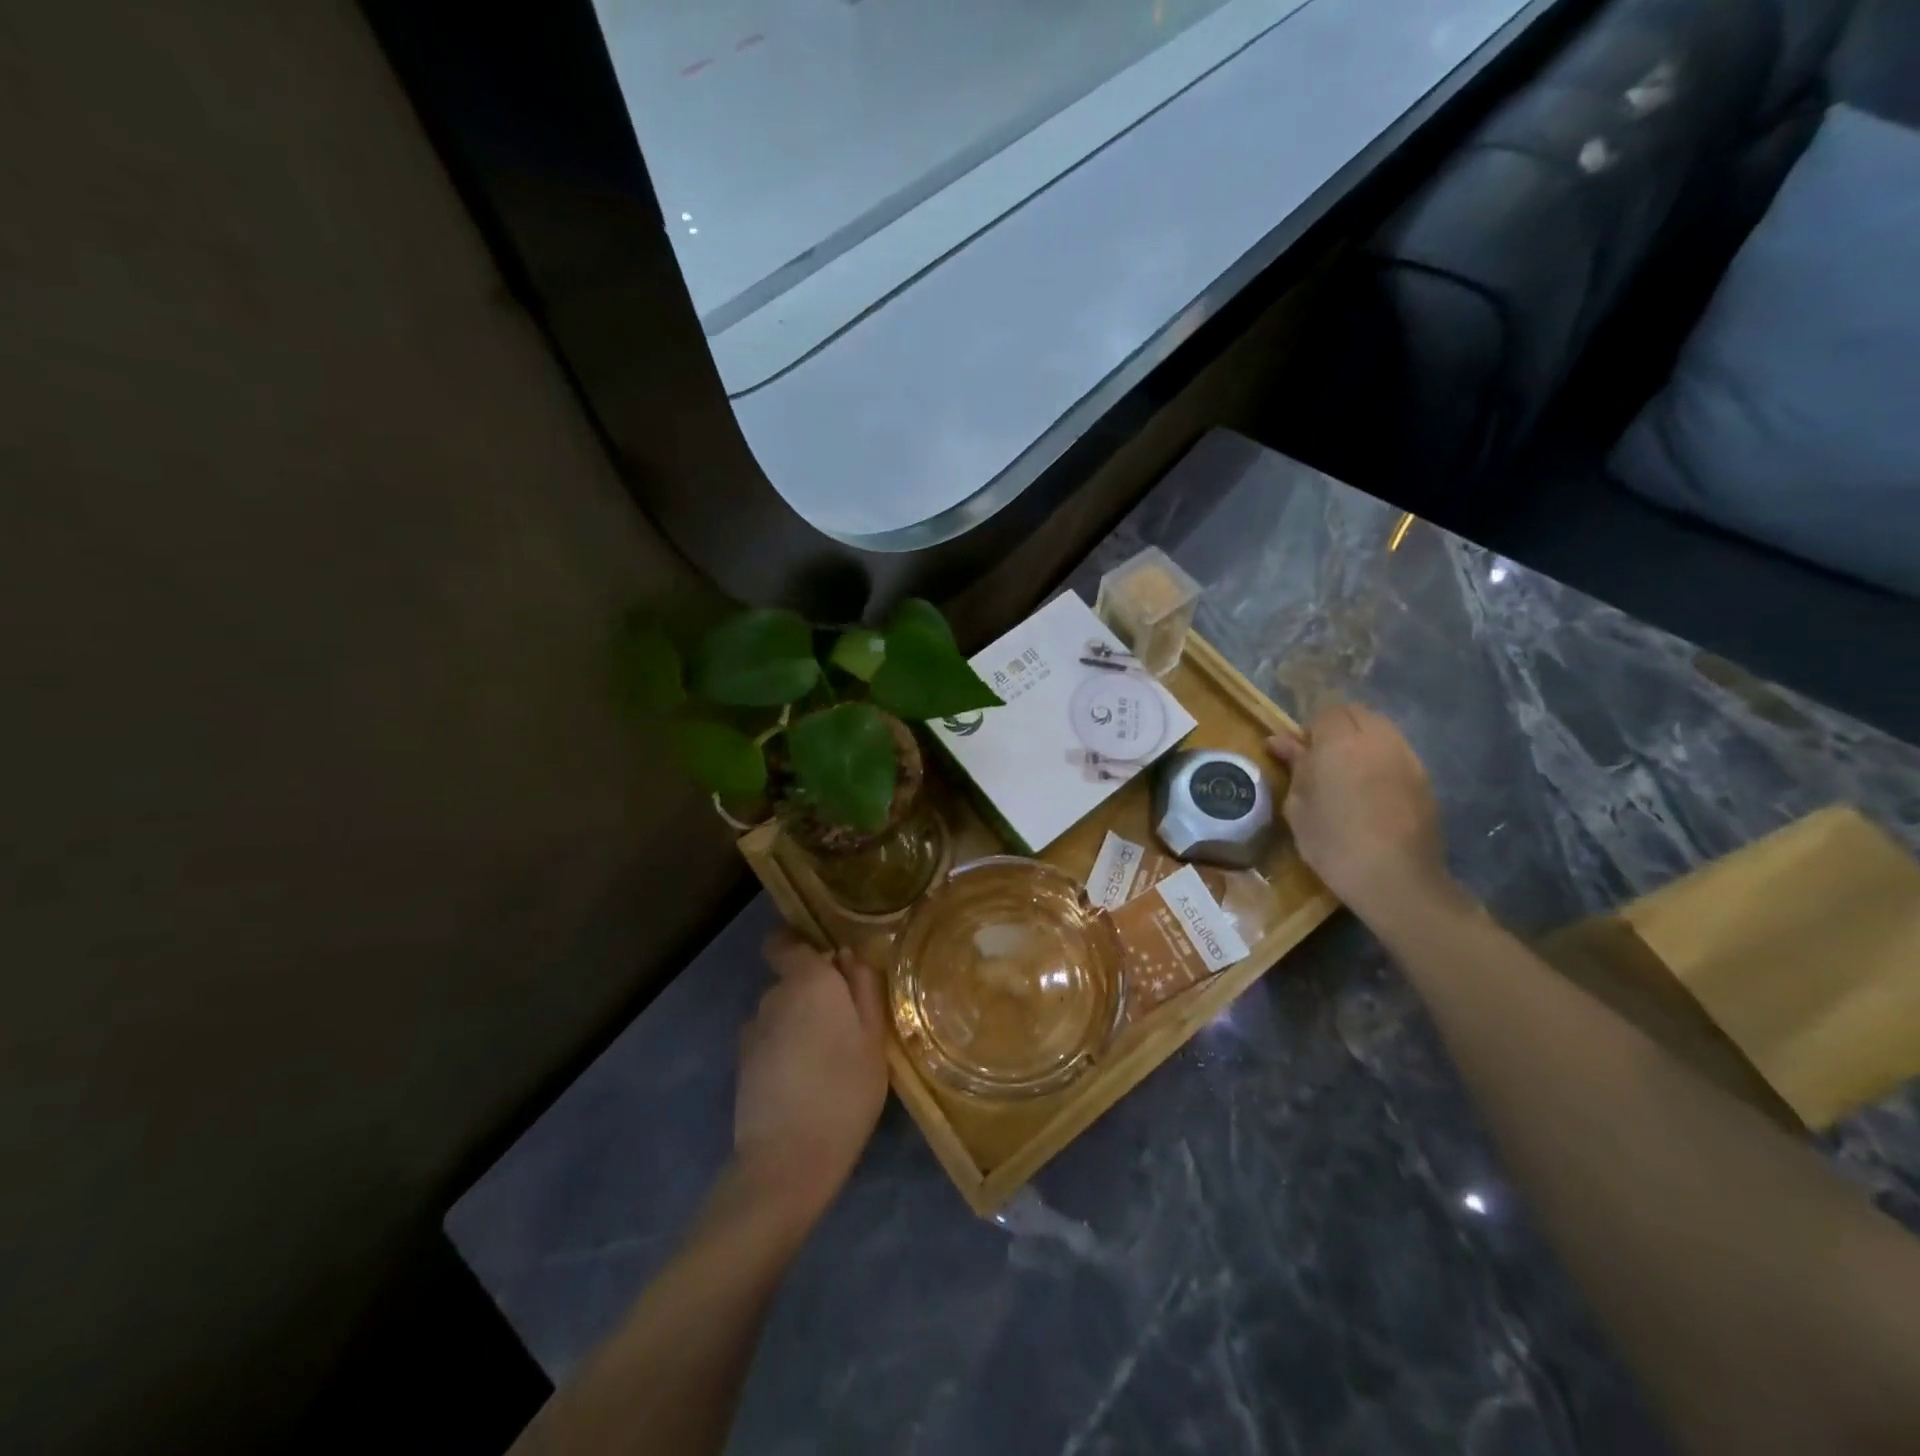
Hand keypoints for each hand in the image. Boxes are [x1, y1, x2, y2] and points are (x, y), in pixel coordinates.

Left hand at [733, 930, 888, 1225]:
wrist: (788, 1160)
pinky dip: (783, 1050)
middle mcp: (773, 996)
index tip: (828, 966)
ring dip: (798, 1023)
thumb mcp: (874, 1037)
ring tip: (825, 1058)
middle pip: (790, 980)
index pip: (785, 942)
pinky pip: (768, 1041)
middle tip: (845, 1025)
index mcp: (808, 981)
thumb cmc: (845, 1091)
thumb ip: (864, 988)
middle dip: (812, 993)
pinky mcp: (741, 1064)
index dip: (801, 946)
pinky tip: (803, 1081)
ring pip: (780, 1012)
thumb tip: (848, 957)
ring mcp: (752, 1031)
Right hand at [1267, 703, 1453, 923]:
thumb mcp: (1299, 807)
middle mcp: (1376, 739)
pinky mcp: (1424, 777)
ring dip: (1361, 739)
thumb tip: (1280, 741)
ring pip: (1380, 729)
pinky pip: (1397, 752)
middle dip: (1337, 727)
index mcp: (1339, 743)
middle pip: (1356, 713)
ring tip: (1348, 772)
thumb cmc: (1333, 843)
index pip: (1325, 712)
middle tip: (1322, 759)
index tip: (1300, 754)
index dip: (1310, 729)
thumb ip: (1294, 767)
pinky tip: (1372, 789)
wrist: (1396, 879)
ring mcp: (1406, 756)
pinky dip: (1381, 758)